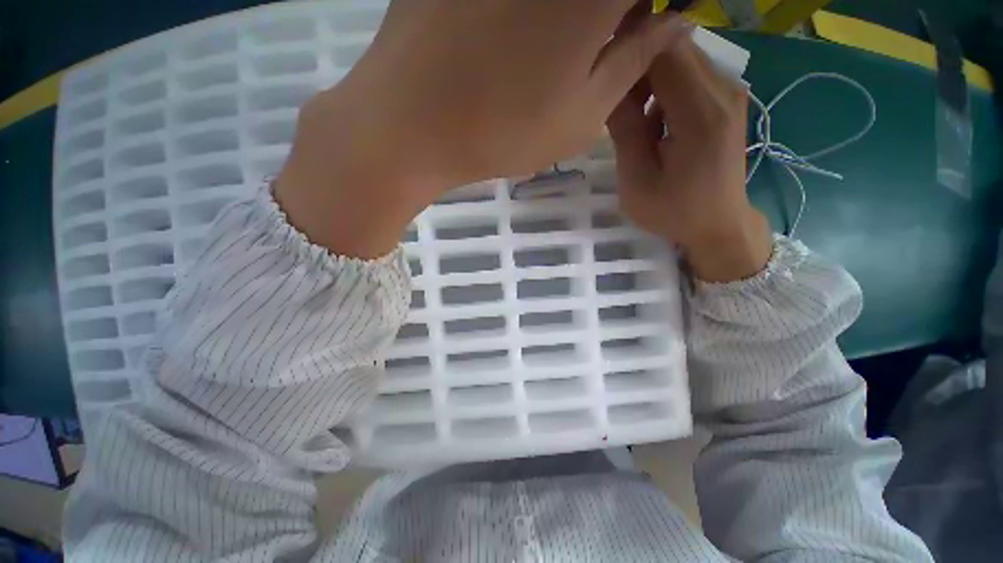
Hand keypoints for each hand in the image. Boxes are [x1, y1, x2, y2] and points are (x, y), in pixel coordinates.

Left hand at [276, 0, 690, 257]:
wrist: (411, 126)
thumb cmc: (504, 133)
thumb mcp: (583, 117)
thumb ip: (636, 62)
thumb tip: (676, 20)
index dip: (656, 8)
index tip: (647, 27)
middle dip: (617, 15)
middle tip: (609, 36)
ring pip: (560, 1)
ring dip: (574, 17)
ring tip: (557, 47)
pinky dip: (532, 13)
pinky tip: (516, 34)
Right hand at [607, 35, 771, 281]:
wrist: (719, 224)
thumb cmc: (674, 211)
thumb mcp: (637, 181)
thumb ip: (625, 131)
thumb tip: (610, 89)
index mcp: (701, 113)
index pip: (664, 50)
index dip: (630, 54)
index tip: (606, 80)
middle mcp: (723, 90)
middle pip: (674, 47)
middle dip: (639, 68)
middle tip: (618, 107)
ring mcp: (730, 92)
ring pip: (682, 58)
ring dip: (651, 80)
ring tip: (636, 120)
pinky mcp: (728, 100)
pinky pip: (692, 75)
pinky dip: (667, 88)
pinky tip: (657, 123)